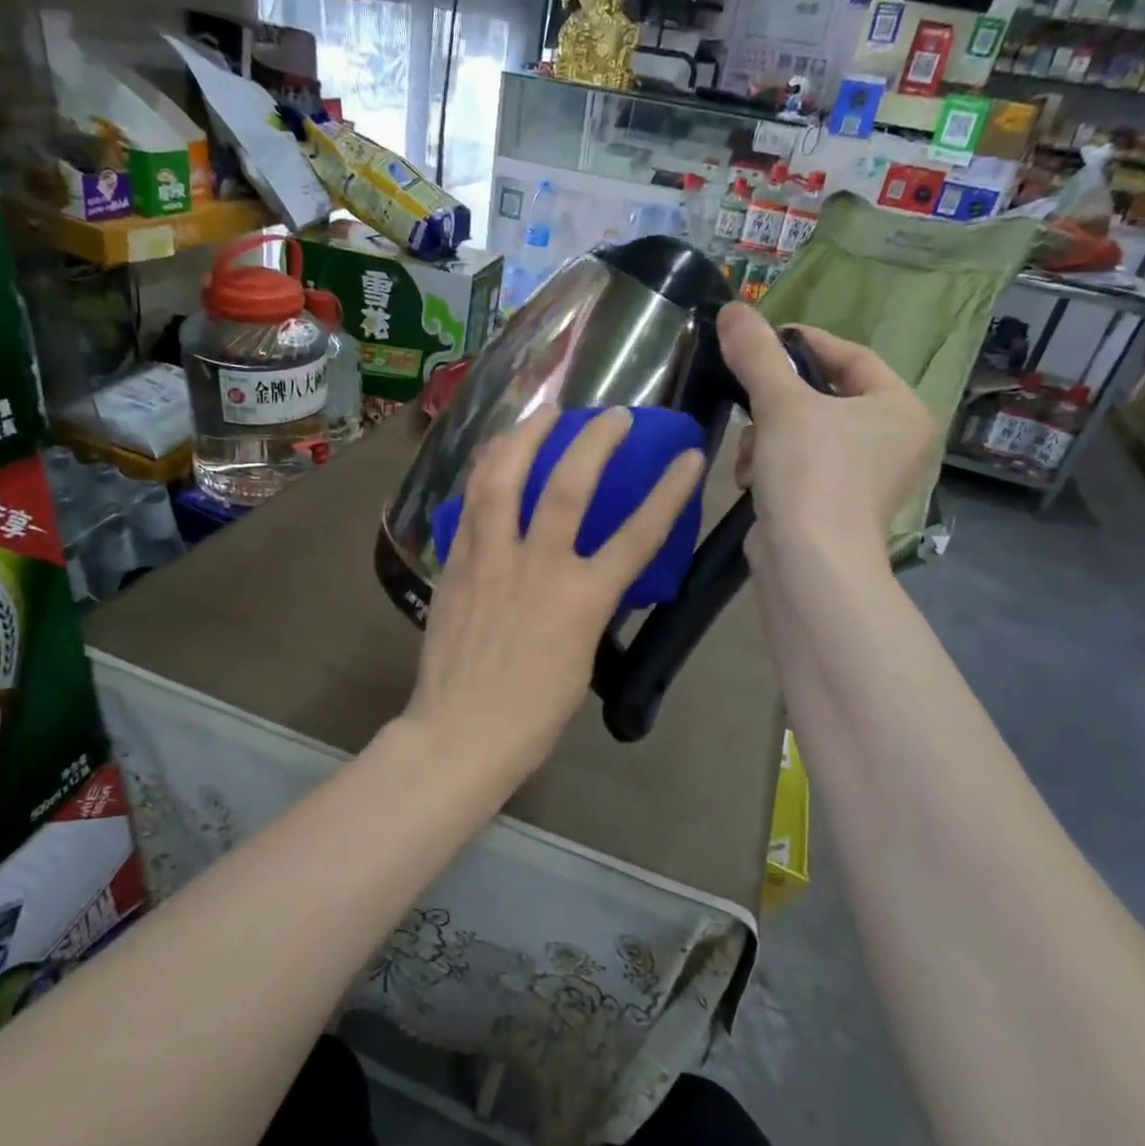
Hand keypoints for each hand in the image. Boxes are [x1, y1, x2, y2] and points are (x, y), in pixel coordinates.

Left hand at [404, 405, 705, 789]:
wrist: (462, 733)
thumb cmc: (534, 713)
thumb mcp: (582, 656)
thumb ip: (588, 604)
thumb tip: (587, 573)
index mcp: (582, 599)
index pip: (638, 534)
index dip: (669, 491)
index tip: (688, 455)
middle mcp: (537, 567)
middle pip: (568, 485)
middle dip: (595, 440)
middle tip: (610, 414)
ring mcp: (490, 559)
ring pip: (504, 479)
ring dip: (526, 436)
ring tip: (543, 412)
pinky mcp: (456, 564)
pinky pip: (469, 505)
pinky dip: (485, 472)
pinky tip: (493, 457)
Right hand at [717, 302, 934, 566]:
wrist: (810, 563)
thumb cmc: (811, 473)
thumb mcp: (781, 404)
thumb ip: (757, 353)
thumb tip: (733, 308)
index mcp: (900, 408)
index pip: (851, 356)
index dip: (803, 342)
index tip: (760, 338)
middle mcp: (893, 441)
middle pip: (823, 398)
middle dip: (776, 403)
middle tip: (749, 402)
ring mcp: (865, 479)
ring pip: (804, 434)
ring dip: (767, 438)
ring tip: (751, 457)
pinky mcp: (835, 507)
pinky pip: (800, 467)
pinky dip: (772, 467)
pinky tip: (754, 481)